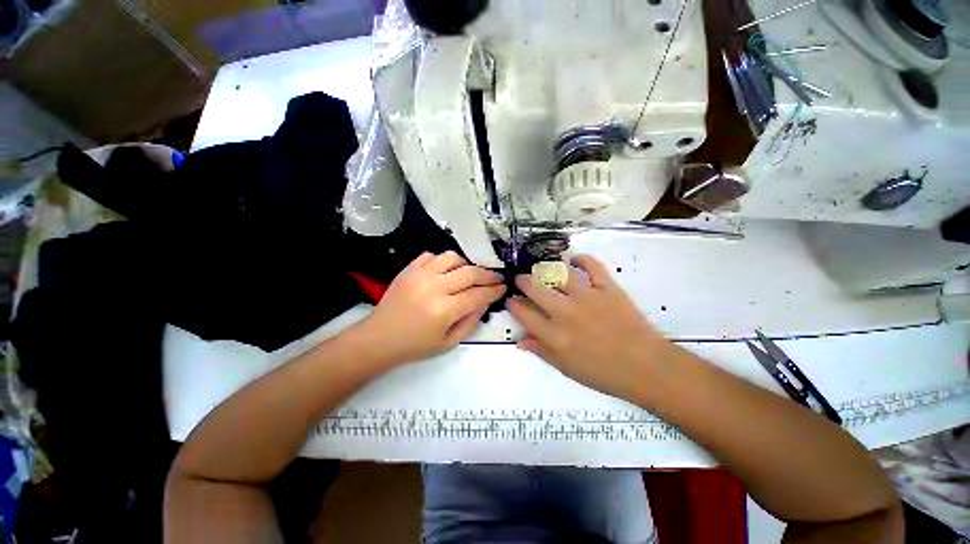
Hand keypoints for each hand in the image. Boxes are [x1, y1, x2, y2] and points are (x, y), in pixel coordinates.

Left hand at [359, 251, 505, 364]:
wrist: (379, 339)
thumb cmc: (415, 346)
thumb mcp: (449, 343)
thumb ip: (471, 321)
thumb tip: (485, 301)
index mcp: (444, 310)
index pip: (478, 294)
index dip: (494, 290)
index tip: (504, 287)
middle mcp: (434, 287)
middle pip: (470, 273)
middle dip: (488, 275)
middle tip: (497, 278)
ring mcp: (419, 274)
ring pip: (452, 258)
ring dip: (467, 264)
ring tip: (471, 273)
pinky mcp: (409, 269)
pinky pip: (431, 255)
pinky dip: (443, 261)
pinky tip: (446, 271)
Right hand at [506, 254, 672, 400]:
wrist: (645, 366)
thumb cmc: (603, 372)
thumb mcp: (566, 368)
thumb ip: (541, 351)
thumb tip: (519, 340)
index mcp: (554, 335)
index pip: (523, 313)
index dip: (513, 303)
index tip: (512, 300)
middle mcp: (565, 312)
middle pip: (534, 287)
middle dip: (522, 281)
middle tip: (522, 280)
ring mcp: (586, 297)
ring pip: (558, 273)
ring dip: (545, 269)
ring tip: (542, 270)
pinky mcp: (607, 288)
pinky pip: (591, 266)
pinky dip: (581, 258)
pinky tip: (573, 260)